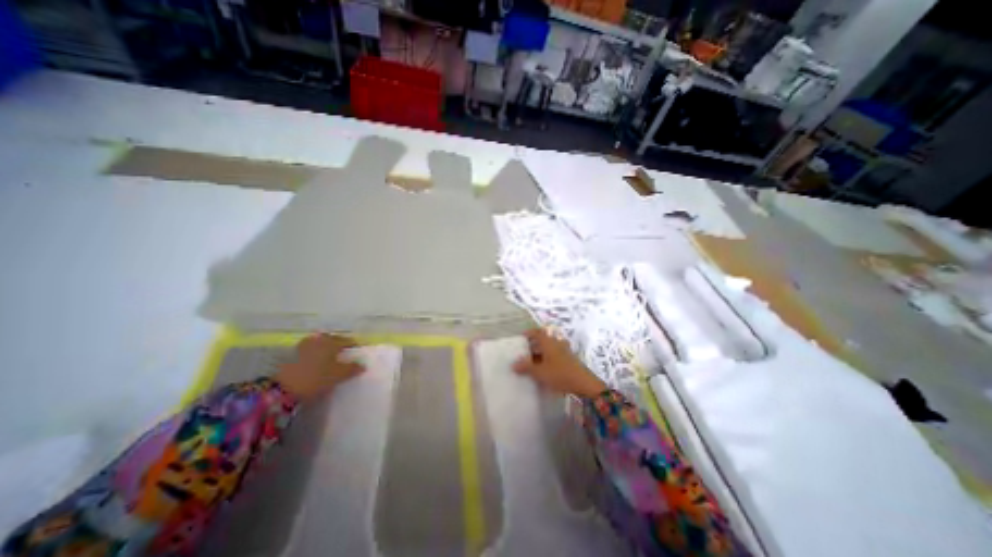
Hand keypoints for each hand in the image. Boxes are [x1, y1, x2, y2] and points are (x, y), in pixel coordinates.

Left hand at [273, 333, 364, 402]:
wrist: (282, 389)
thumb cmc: (316, 378)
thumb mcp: (338, 375)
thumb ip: (352, 369)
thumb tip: (363, 365)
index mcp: (332, 342)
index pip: (347, 340)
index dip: (354, 345)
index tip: (358, 351)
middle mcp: (318, 340)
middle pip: (333, 339)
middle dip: (339, 344)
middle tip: (345, 353)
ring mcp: (303, 346)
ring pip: (320, 344)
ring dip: (326, 348)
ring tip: (330, 358)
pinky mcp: (291, 355)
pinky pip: (309, 351)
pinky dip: (315, 354)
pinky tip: (316, 362)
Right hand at [515, 328, 607, 398]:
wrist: (584, 384)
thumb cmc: (560, 374)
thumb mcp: (540, 372)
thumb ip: (526, 367)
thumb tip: (513, 364)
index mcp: (549, 342)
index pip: (537, 332)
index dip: (529, 333)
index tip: (521, 337)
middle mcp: (557, 343)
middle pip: (544, 340)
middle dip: (534, 345)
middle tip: (524, 353)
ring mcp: (565, 351)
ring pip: (550, 348)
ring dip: (541, 353)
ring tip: (533, 362)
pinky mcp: (570, 359)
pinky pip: (556, 355)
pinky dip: (548, 358)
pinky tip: (545, 369)